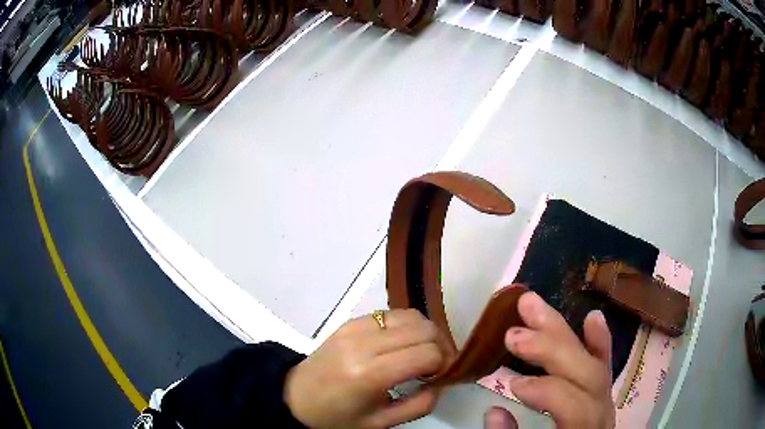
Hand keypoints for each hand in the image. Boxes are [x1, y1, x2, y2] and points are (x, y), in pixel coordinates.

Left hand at [285, 309, 454, 427]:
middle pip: (424, 329)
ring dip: (426, 333)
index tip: (444, 375)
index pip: (427, 354)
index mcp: (369, 374)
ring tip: (421, 353)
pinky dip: (407, 326)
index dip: (445, 363)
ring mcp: (355, 327)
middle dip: (441, 346)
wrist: (296, 397)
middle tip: (437, 365)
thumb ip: (420, 404)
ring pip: (411, 315)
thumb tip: (442, 381)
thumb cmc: (338, 418)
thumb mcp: (382, 423)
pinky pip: (392, 314)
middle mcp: (363, 343)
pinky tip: (402, 344)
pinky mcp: (351, 321)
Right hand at [485, 292, 614, 428]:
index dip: (547, 392)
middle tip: (515, 332)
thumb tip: (494, 412)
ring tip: (534, 305)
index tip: (512, 385)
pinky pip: (603, 367)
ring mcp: (603, 402)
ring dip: (562, 332)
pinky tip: (592, 317)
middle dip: (551, 349)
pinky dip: (597, 342)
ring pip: (592, 362)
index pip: (576, 407)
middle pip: (587, 375)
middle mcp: (601, 414)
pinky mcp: (599, 397)